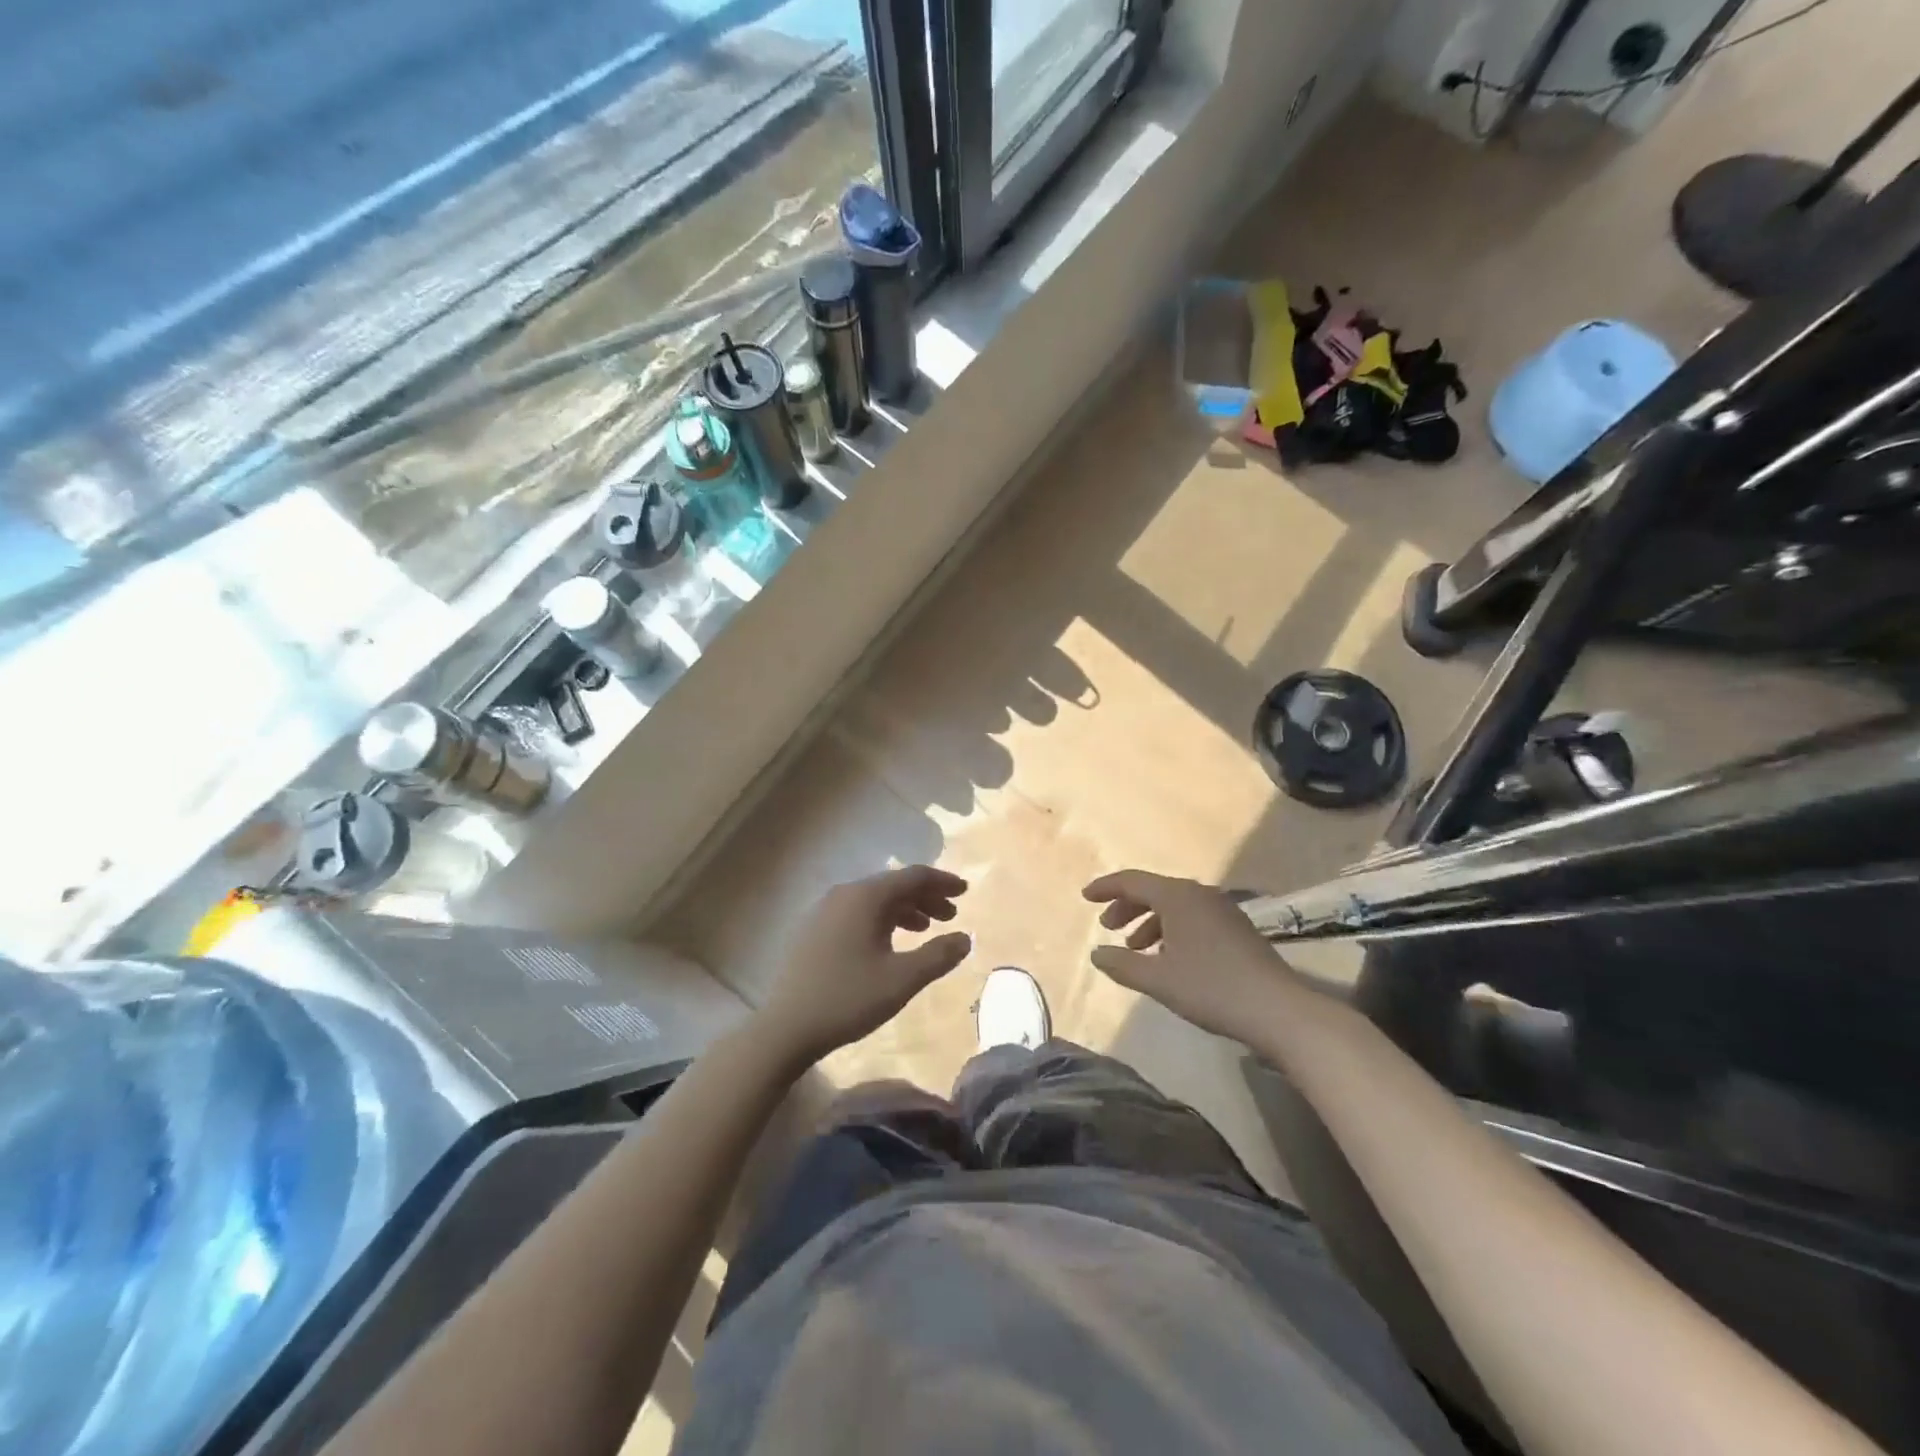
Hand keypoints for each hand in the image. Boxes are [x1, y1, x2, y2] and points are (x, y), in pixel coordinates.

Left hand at [755, 866, 971, 1064]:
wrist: (785, 1028)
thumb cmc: (848, 999)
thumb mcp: (901, 980)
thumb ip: (938, 955)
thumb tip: (966, 937)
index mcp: (865, 897)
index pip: (913, 876)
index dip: (942, 882)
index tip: (965, 891)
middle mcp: (844, 894)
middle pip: (893, 885)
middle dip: (926, 897)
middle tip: (951, 915)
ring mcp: (825, 910)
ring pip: (875, 900)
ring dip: (905, 910)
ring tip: (926, 929)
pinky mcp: (814, 929)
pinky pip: (858, 912)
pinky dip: (883, 920)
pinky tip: (890, 943)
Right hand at [1083, 870, 1297, 1038]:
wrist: (1278, 1009)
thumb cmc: (1211, 988)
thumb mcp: (1158, 980)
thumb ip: (1122, 964)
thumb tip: (1096, 953)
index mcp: (1177, 897)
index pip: (1132, 881)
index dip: (1106, 888)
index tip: (1085, 897)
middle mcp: (1199, 894)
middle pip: (1153, 890)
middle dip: (1126, 906)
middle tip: (1108, 927)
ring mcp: (1222, 910)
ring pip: (1174, 905)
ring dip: (1149, 921)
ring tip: (1135, 948)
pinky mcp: (1236, 929)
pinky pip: (1192, 918)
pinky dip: (1171, 930)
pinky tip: (1168, 958)